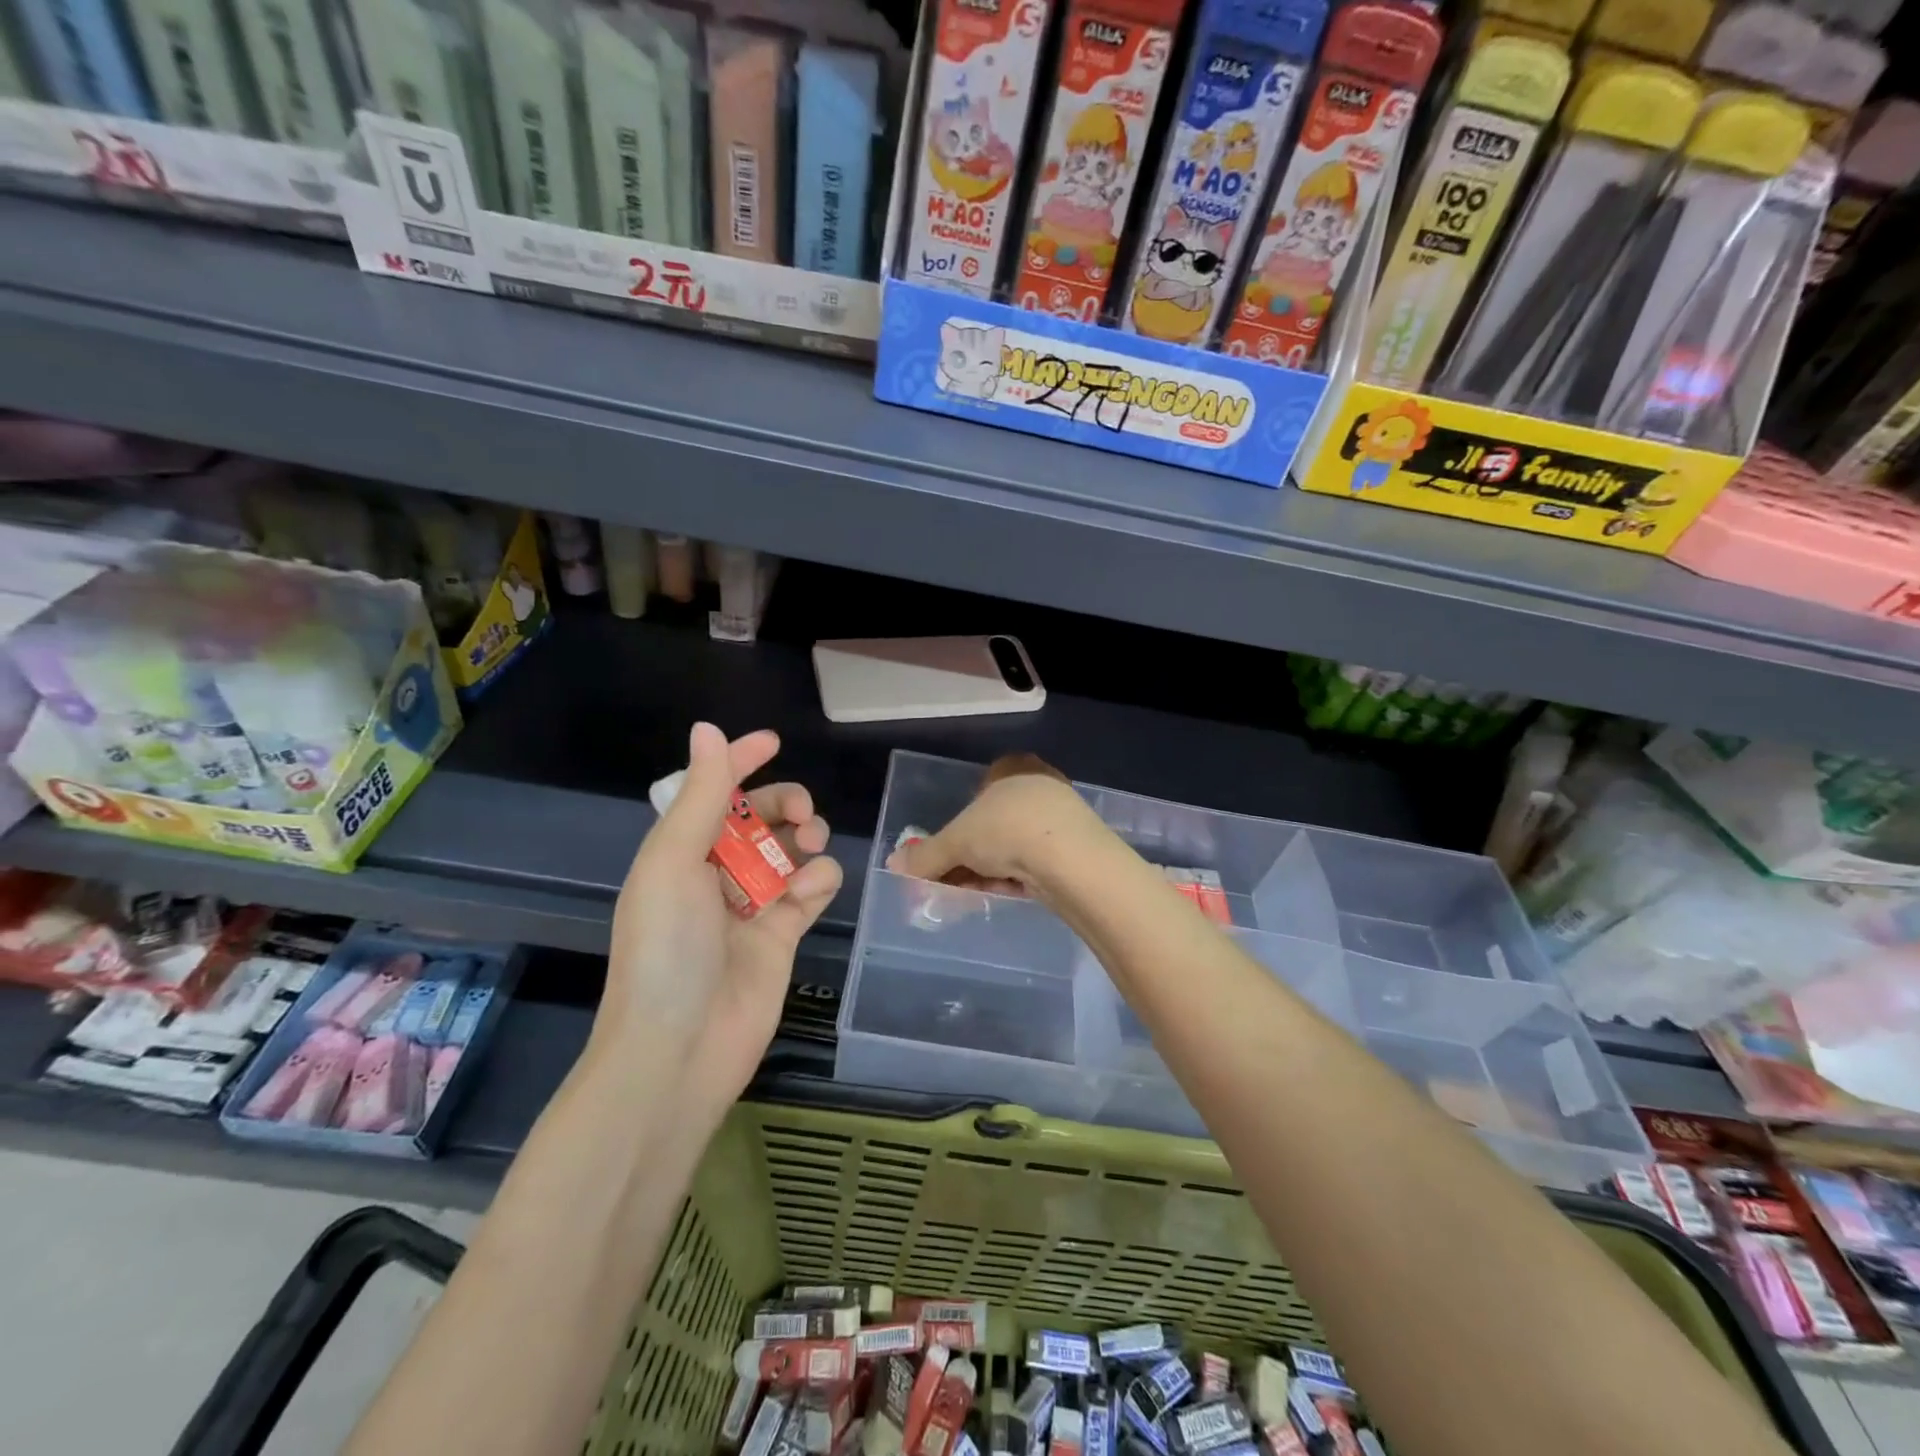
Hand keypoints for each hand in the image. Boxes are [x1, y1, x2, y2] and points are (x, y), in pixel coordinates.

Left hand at [595, 723, 841, 1108]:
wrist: (679, 1049)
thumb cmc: (667, 948)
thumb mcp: (675, 862)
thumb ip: (701, 795)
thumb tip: (707, 728)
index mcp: (679, 851)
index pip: (712, 792)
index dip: (738, 762)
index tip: (773, 742)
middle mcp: (715, 872)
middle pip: (760, 818)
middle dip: (785, 803)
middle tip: (802, 812)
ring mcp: (751, 905)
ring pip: (792, 850)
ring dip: (806, 837)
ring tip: (811, 846)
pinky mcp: (783, 934)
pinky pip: (811, 889)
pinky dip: (819, 880)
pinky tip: (812, 889)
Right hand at [885, 752, 1098, 895]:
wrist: (1072, 861)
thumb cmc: (1008, 830)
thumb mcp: (956, 842)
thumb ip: (926, 854)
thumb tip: (894, 864)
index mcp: (1014, 769)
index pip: (982, 787)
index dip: (962, 821)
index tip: (949, 848)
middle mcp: (1040, 787)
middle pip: (996, 823)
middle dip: (972, 854)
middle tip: (952, 880)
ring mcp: (1062, 820)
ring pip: (1015, 846)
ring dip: (990, 870)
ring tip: (970, 895)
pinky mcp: (1076, 852)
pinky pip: (1035, 864)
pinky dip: (1014, 879)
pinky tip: (1000, 896)